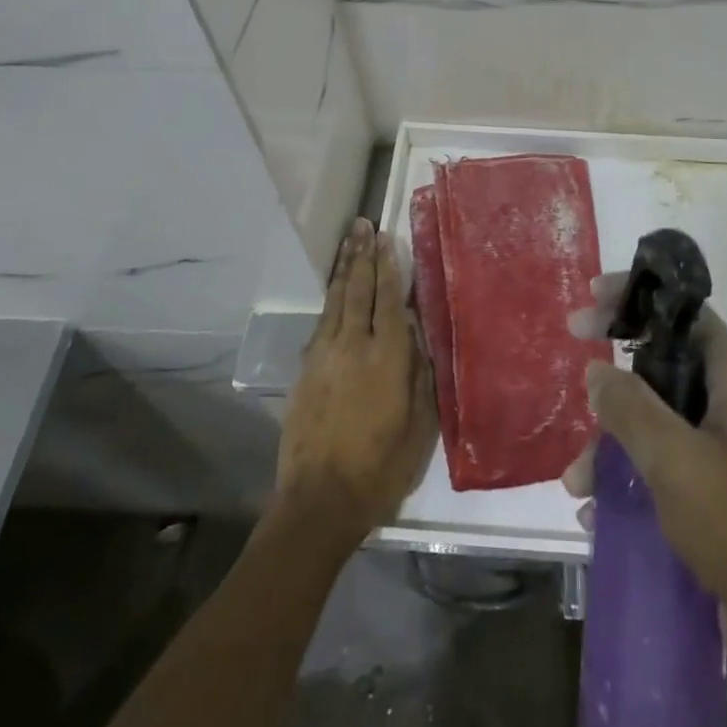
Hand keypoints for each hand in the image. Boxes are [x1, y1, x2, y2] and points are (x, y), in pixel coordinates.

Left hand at [278, 219, 437, 549]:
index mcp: (387, 357)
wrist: (319, 502)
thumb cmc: (380, 468)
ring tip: (348, 242)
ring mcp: (324, 356)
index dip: (388, 265)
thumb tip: (417, 335)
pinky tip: (333, 293)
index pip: (388, 298)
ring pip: (335, 301)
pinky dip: (329, 301)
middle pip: (358, 289)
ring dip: (343, 269)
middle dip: (362, 255)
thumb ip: (420, 375)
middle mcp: (353, 346)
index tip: (387, 237)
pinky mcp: (305, 371)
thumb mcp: (419, 427)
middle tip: (363, 224)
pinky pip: (321, 323)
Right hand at [562, 275, 726, 713]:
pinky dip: (626, 478)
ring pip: (654, 419)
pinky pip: (659, 466)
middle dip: (614, 377)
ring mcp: (719, 447)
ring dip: (611, 442)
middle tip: (574, 370)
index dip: (637, 297)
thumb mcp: (675, 458)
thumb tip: (597, 370)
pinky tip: (597, 512)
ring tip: (575, 481)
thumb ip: (630, 407)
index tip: (592, 298)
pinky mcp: (711, 491)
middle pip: (661, 362)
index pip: (681, 311)